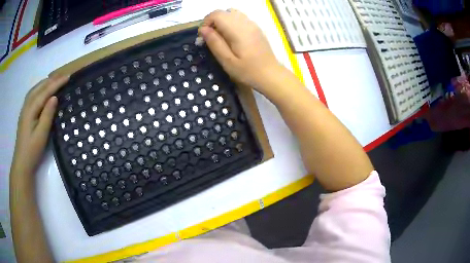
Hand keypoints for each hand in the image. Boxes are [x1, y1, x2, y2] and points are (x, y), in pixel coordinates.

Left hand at [11, 75, 68, 176]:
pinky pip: (32, 95)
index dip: (56, 84)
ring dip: (45, 83)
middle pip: (39, 87)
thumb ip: (47, 115)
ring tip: (54, 80)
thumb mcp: (41, 134)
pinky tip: (42, 90)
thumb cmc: (32, 151)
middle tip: (63, 76)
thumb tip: (54, 97)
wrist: (22, 163)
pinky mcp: (24, 114)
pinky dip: (39, 88)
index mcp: (31, 109)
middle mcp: (27, 105)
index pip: (45, 92)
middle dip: (51, 80)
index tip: (68, 77)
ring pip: (35, 89)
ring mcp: (24, 109)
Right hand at [199, 9, 281, 91]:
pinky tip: (232, 37)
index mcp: (237, 30)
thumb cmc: (248, 71)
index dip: (206, 22)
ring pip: (232, 13)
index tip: (203, 37)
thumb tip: (203, 29)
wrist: (270, 75)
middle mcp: (245, 22)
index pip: (217, 14)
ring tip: (221, 37)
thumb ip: (214, 42)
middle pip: (224, 12)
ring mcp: (252, 24)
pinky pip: (240, 18)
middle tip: (210, 38)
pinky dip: (231, 23)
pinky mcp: (256, 28)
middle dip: (213, 22)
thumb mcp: (227, 60)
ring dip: (222, 21)